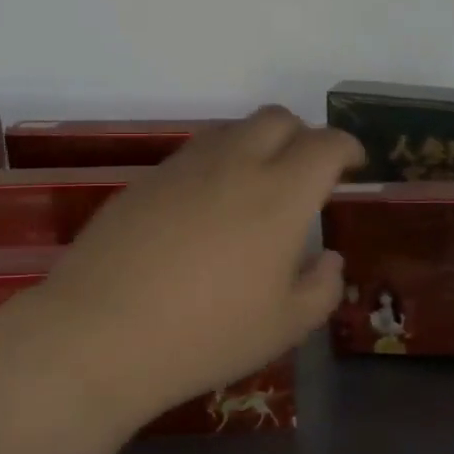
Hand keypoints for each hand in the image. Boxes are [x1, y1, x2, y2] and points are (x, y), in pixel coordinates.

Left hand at [34, 107, 362, 423]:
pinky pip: (194, 153)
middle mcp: (235, 164)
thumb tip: (328, 258)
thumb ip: (322, 287)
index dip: (347, 147)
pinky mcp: (145, 180)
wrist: (101, 335)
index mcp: (281, 194)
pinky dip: (216, 164)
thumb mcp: (285, 326)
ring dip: (257, 145)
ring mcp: (184, 167)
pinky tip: (206, 209)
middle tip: (305, 173)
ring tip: (256, 187)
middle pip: (278, 118)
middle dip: (302, 135)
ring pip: (232, 130)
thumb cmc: (207, 335)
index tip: (352, 164)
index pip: (325, 144)